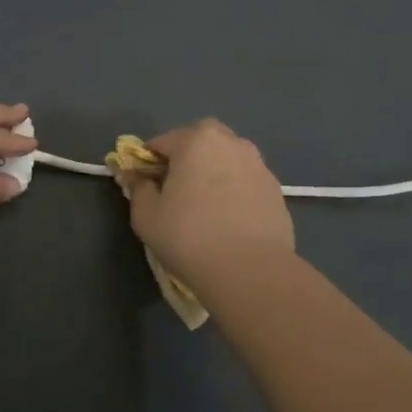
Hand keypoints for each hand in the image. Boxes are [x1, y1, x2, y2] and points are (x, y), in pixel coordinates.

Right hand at [121, 119, 294, 286]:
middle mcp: (231, 142)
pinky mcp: (276, 189)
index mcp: (196, 140)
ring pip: (227, 158)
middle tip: (176, 189)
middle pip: (200, 140)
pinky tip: (229, 219)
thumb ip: (137, 189)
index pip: (161, 142)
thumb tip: (134, 176)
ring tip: (205, 205)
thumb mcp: (147, 216)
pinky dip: (234, 190)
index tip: (145, 186)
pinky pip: (245, 180)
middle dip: (185, 157)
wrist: (251, 272)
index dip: (148, 163)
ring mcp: (258, 164)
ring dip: (213, 171)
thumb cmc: (190, 238)